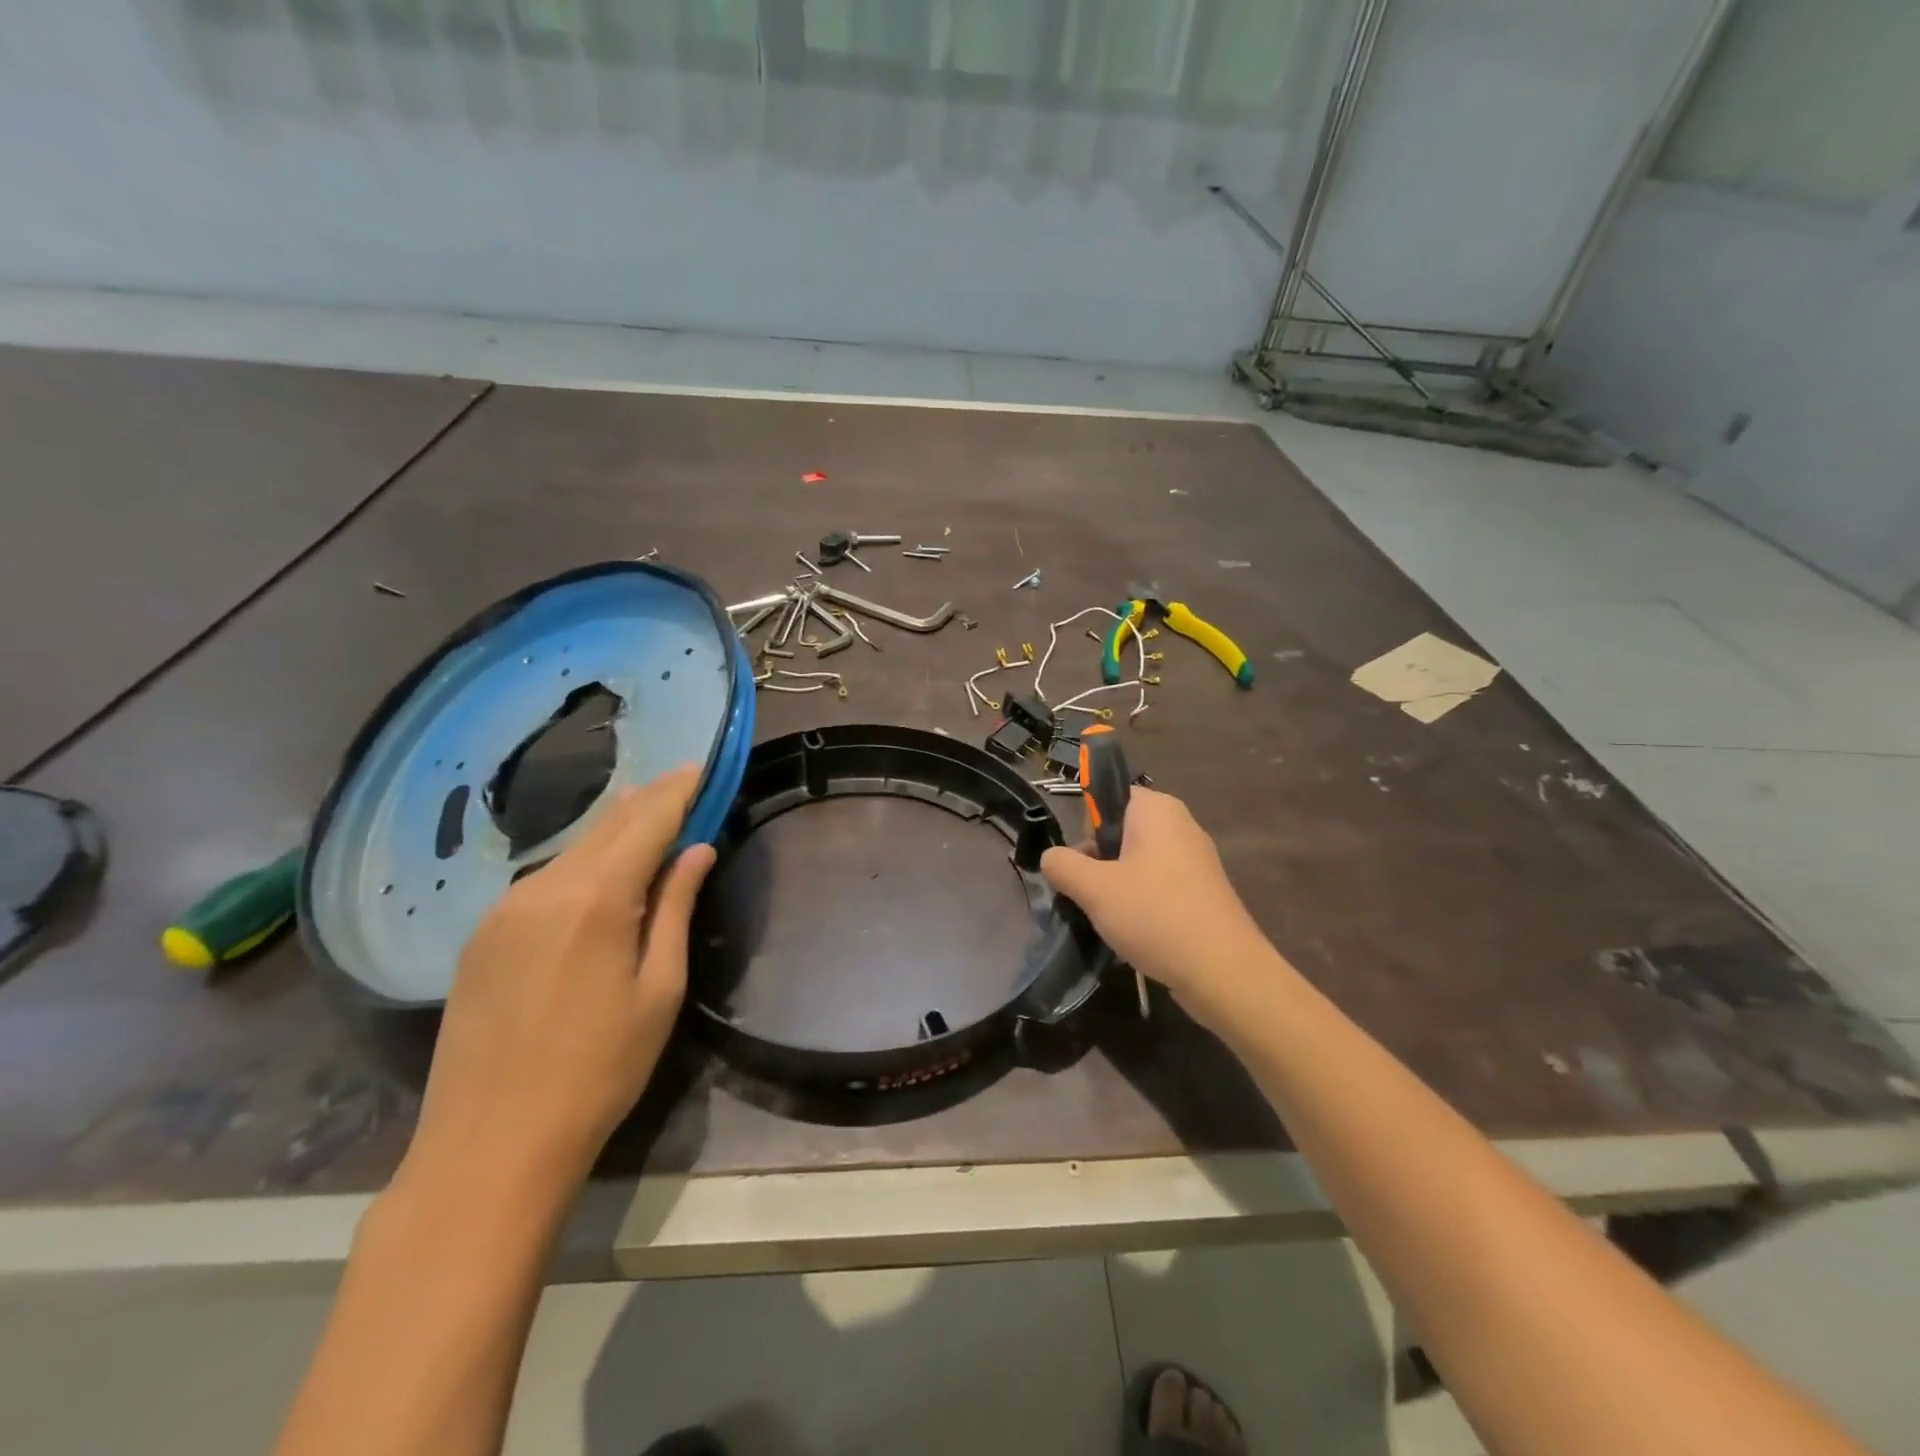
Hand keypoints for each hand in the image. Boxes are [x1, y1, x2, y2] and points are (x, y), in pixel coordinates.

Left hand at [403, 766, 715, 1199]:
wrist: (489, 1146)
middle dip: (649, 801)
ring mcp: (504, 909)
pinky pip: (544, 879)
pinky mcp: (482, 935)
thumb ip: (677, 909)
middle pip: (607, 825)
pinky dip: (581, 862)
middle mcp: (544, 887)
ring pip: (573, 849)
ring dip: (615, 831)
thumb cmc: (599, 1071)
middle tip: (684, 785)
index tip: (702, 767)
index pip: (647, 821)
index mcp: (596, 899)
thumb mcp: (659, 991)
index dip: (678, 791)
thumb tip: (697, 850)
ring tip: (649, 821)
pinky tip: (598, 873)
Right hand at [1041, 788, 1274, 1025]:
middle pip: (1120, 832)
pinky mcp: (1202, 894)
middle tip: (1089, 895)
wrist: (1224, 973)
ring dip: (1115, 888)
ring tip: (1107, 920)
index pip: (1107, 796)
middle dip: (1097, 862)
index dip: (1086, 826)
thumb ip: (1062, 865)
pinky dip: (1140, 905)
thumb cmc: (1155, 915)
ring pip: (1136, 863)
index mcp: (1157, 809)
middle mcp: (1180, 825)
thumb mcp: (1094, 888)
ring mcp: (1195, 861)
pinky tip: (1132, 935)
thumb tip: (1052, 858)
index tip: (1080, 861)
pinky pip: (1157, 887)